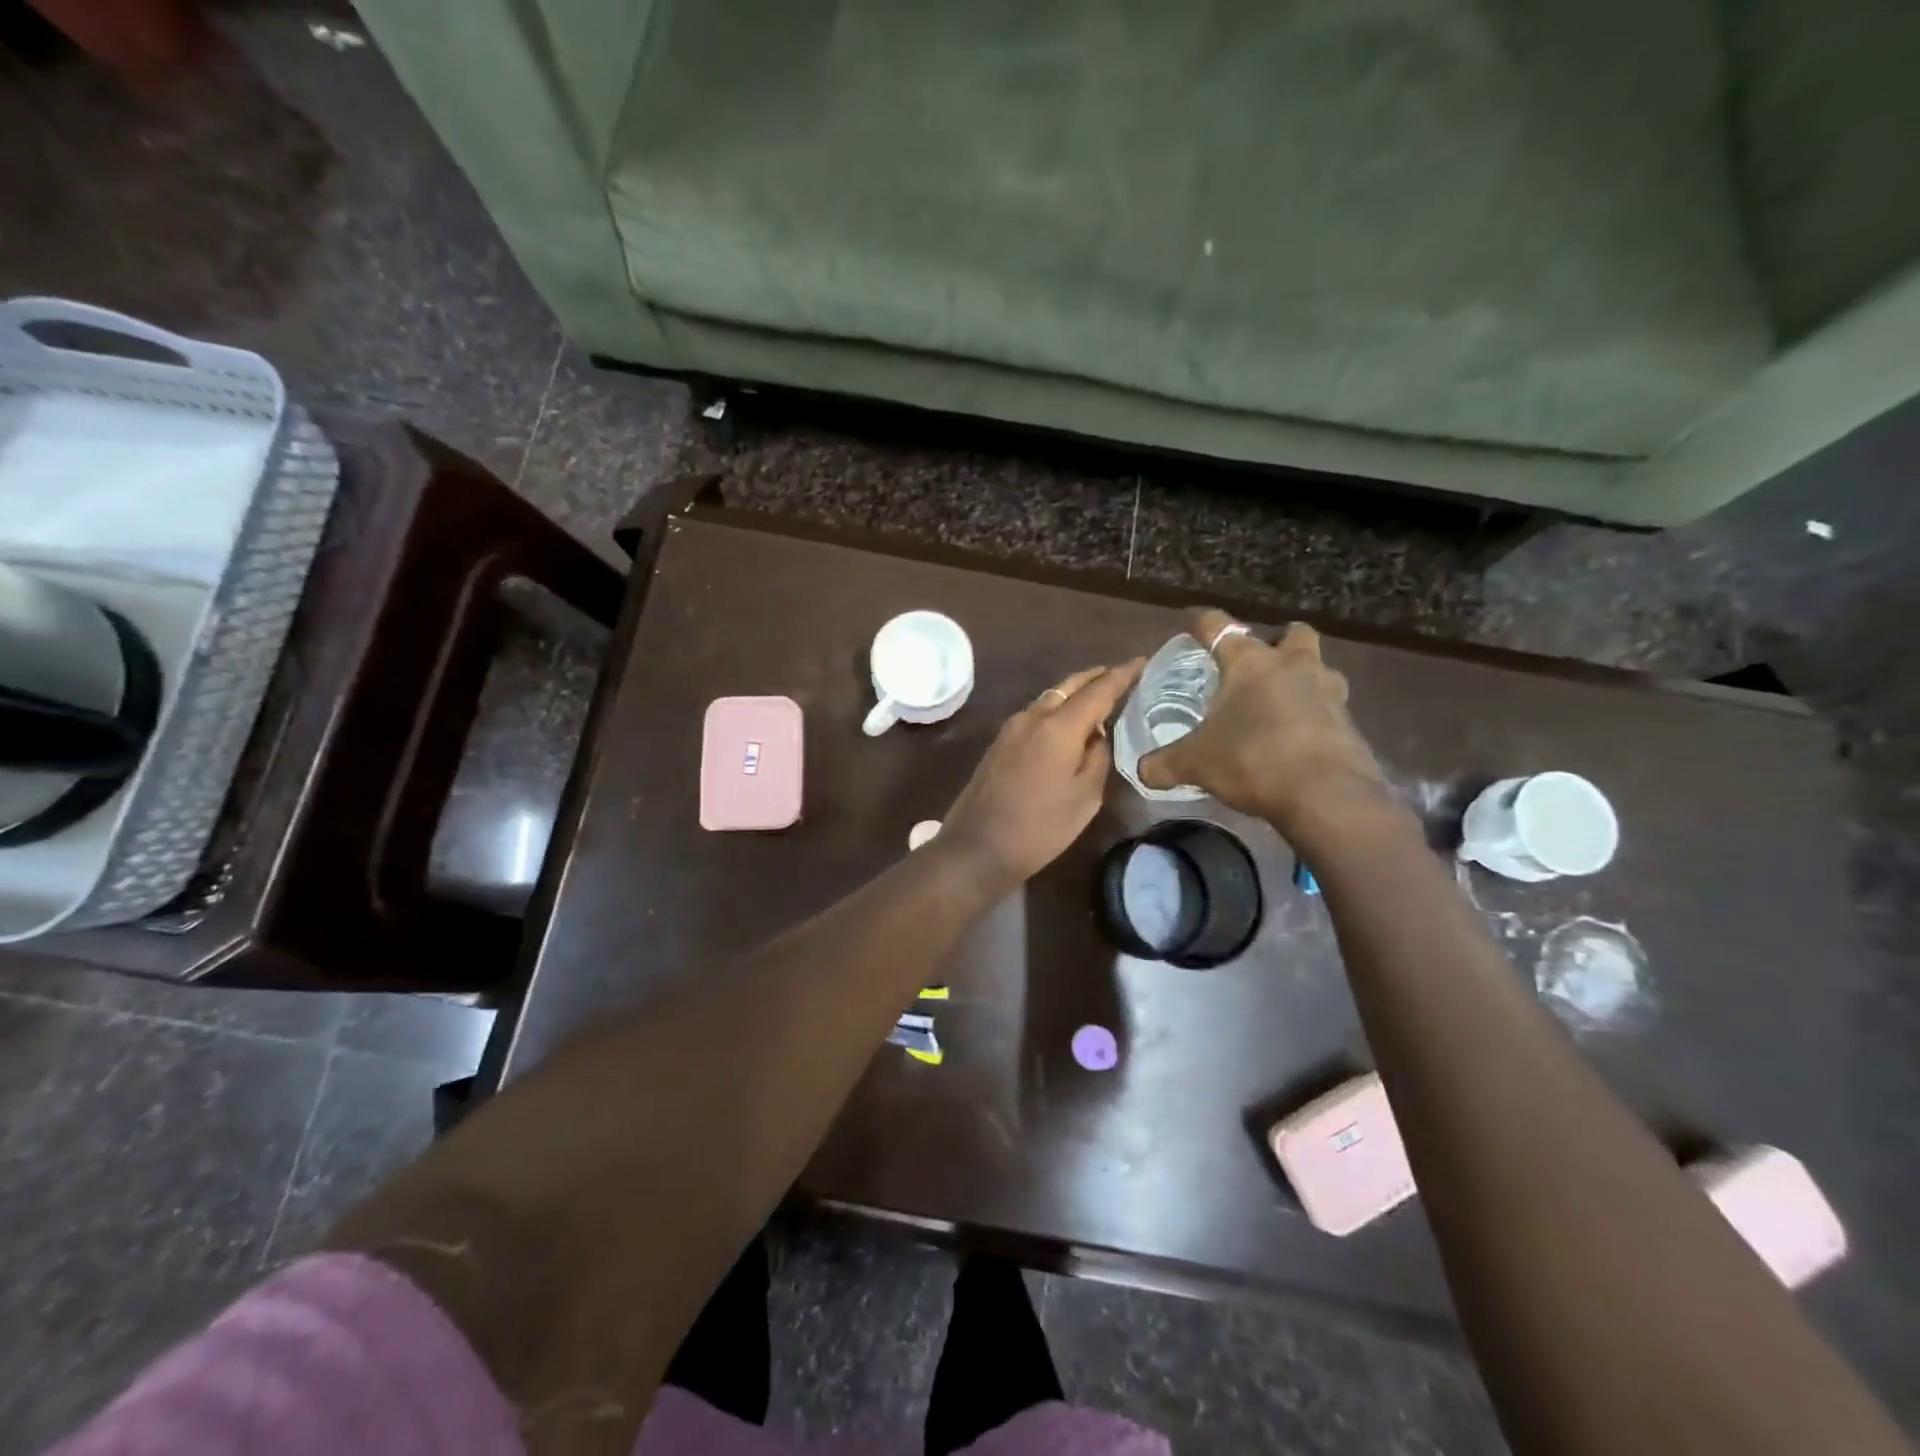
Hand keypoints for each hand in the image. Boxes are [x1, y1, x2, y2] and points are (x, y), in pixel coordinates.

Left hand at [940, 659, 1143, 892]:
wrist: (977, 847)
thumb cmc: (1040, 827)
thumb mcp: (1085, 797)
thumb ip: (1097, 757)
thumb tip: (1099, 734)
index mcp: (1058, 726)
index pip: (1098, 690)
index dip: (1122, 675)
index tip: (1142, 661)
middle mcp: (1032, 717)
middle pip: (1069, 686)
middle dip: (1096, 677)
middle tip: (1121, 674)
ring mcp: (1010, 728)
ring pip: (1049, 698)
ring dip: (1074, 693)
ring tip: (1098, 697)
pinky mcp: (999, 743)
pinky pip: (1035, 714)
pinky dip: (1056, 709)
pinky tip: (1068, 723)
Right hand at [1138, 610, 1386, 834]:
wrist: (1326, 795)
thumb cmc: (1251, 760)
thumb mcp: (1195, 764)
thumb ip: (1164, 763)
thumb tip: (1141, 770)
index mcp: (1250, 662)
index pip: (1217, 626)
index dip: (1200, 622)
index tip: (1191, 624)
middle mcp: (1293, 665)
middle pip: (1292, 633)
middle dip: (1277, 642)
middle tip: (1257, 666)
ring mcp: (1328, 691)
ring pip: (1320, 668)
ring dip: (1303, 677)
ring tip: (1281, 702)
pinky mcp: (1349, 723)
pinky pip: (1331, 707)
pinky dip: (1315, 716)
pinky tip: (1298, 738)